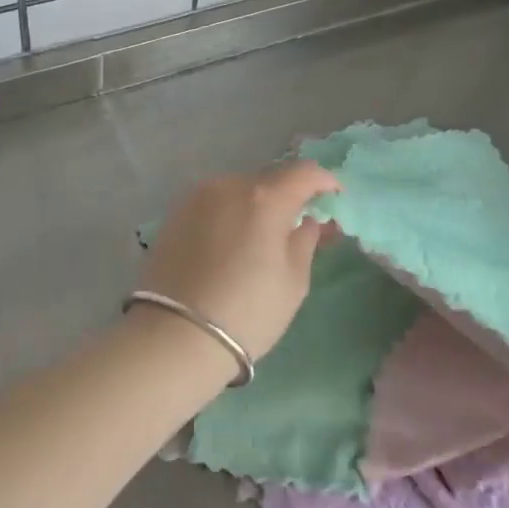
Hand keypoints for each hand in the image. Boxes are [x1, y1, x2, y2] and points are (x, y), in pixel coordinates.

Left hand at [137, 162, 339, 361]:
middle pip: (268, 181)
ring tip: (259, 238)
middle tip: (297, 225)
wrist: (176, 335)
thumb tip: (308, 221)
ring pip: (237, 191)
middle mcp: (228, 185)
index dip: (324, 181)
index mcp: (264, 197)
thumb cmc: (248, 311)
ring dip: (254, 206)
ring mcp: (196, 197)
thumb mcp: (293, 281)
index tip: (334, 197)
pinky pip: (212, 204)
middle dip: (287, 197)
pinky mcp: (174, 214)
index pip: (303, 172)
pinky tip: (228, 245)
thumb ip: (305, 241)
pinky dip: (228, 215)